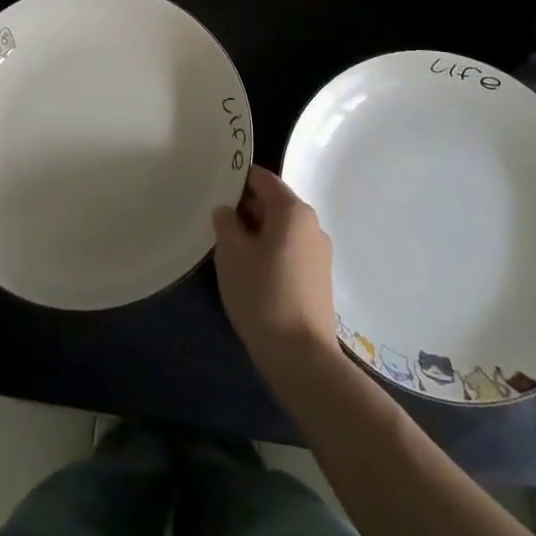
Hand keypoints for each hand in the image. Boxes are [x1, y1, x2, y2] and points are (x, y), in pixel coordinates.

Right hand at [212, 167, 335, 370]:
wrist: (302, 356)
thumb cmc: (262, 294)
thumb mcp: (231, 254)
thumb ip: (226, 223)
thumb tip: (227, 211)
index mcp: (293, 210)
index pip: (263, 179)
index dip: (238, 179)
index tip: (215, 186)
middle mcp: (312, 224)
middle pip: (274, 203)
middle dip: (246, 208)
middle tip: (216, 221)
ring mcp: (319, 253)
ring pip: (282, 229)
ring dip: (257, 233)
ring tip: (230, 249)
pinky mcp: (319, 278)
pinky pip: (290, 251)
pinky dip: (270, 252)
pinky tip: (252, 273)